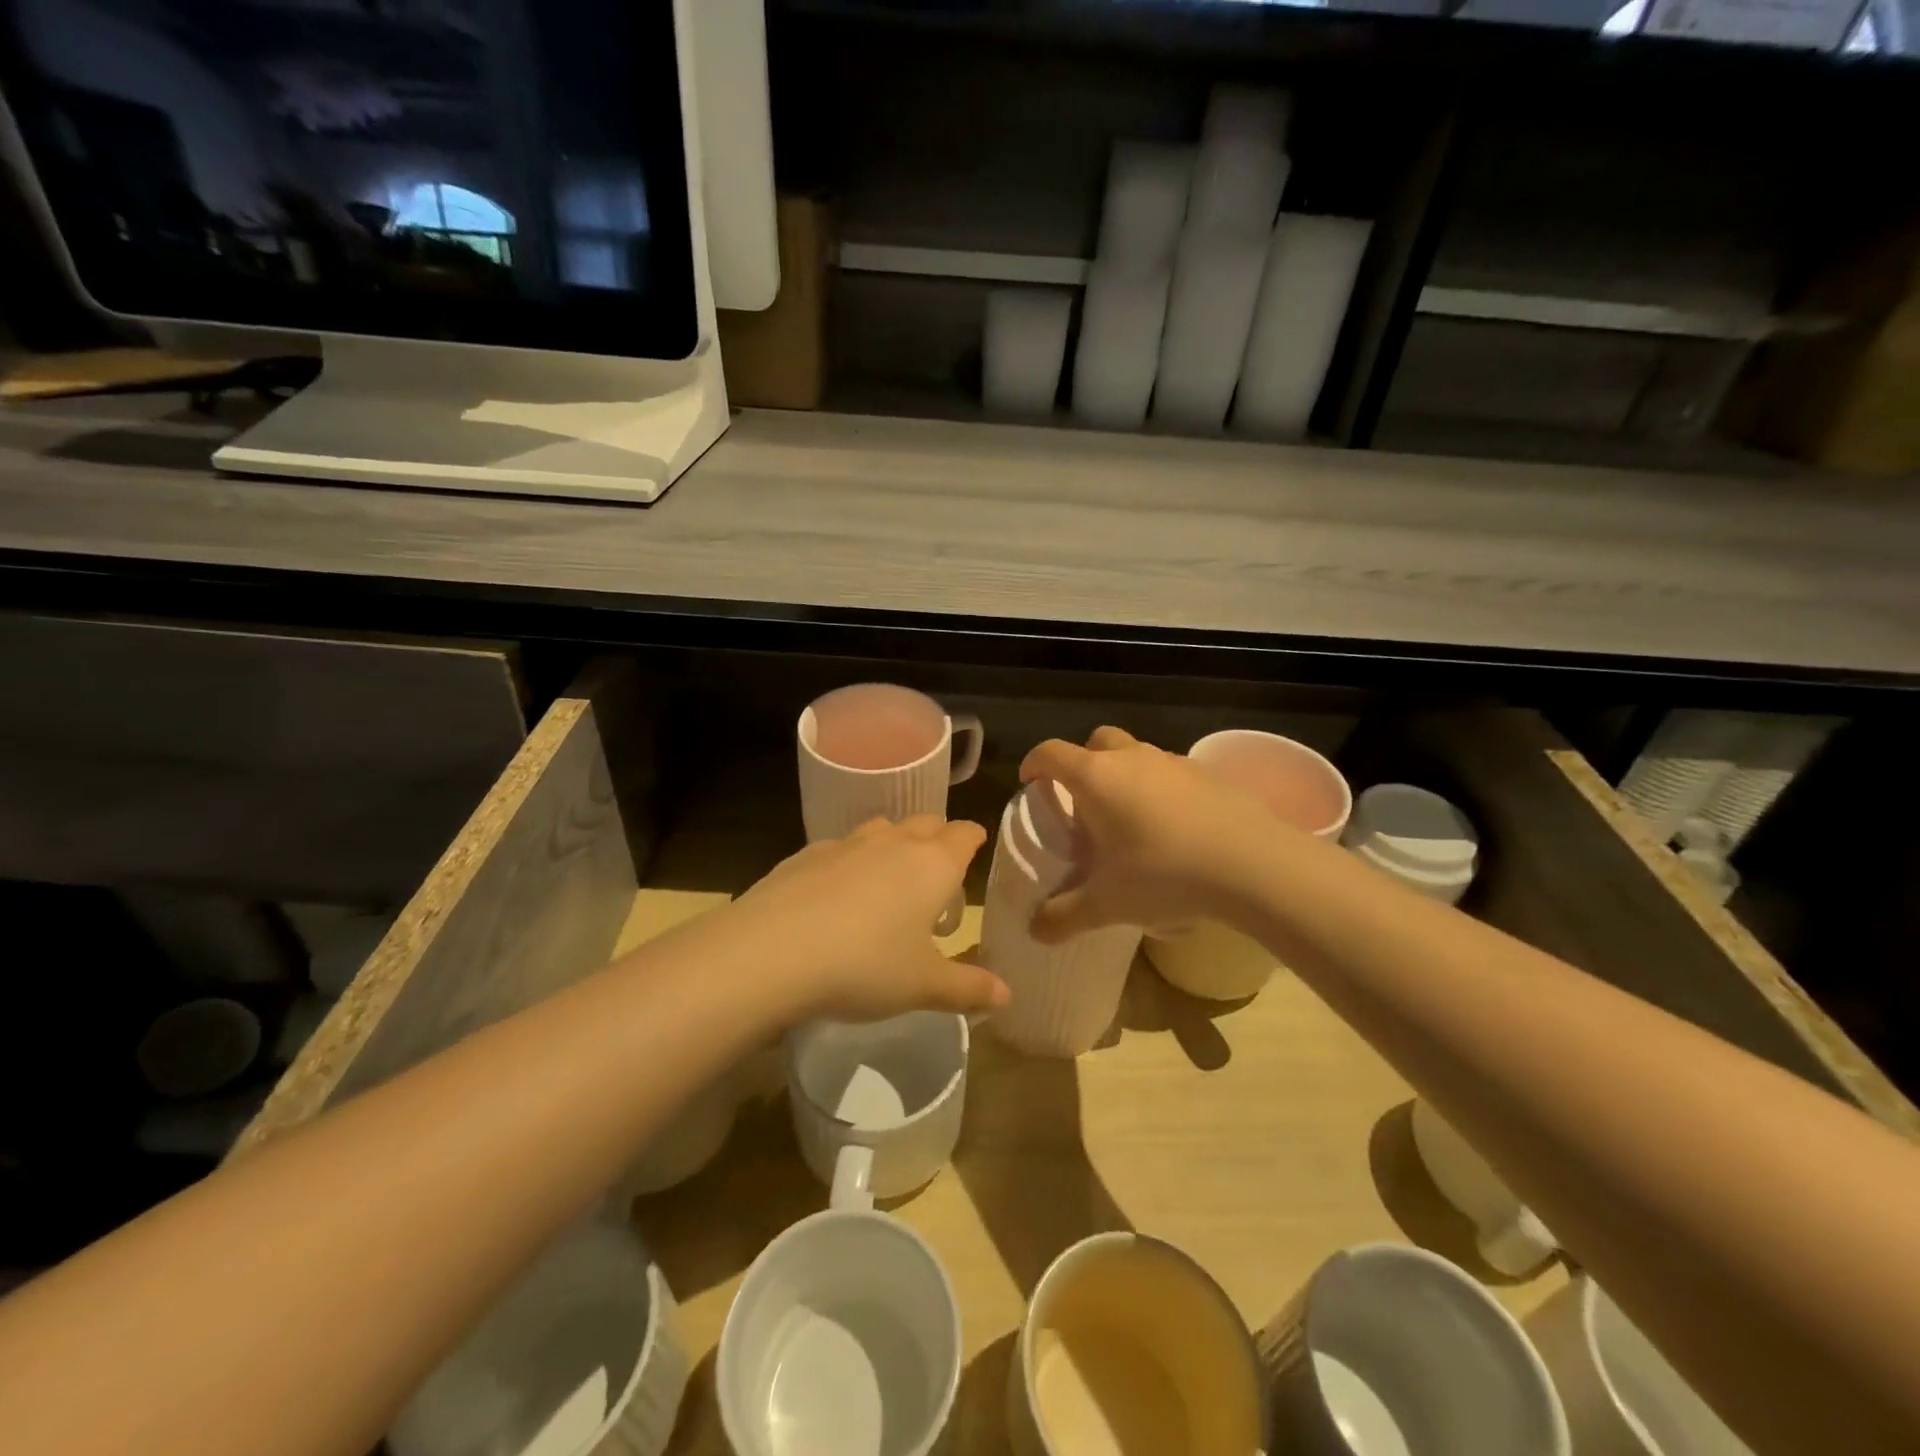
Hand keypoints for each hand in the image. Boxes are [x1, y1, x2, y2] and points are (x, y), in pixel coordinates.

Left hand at [730, 816, 1008, 1022]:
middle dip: (937, 839)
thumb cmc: (864, 966)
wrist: (771, 952)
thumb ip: (968, 988)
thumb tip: (1006, 995)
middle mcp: (893, 842)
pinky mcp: (806, 854)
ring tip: (888, 884)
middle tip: (938, 876)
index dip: (974, 839)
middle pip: (926, 822)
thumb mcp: (922, 986)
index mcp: (932, 864)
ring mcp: (846, 843)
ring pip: (882, 829)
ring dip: (893, 846)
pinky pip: (840, 848)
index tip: (977, 850)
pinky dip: (850, 862)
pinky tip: (836, 895)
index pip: (965, 834)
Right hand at [1019, 726, 1287, 942]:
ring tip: (1128, 819)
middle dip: (1081, 763)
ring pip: (1136, 754)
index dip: (1034, 764)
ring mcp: (1173, 761)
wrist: (1253, 864)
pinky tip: (1172, 828)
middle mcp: (1131, 758)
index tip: (1029, 783)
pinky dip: (1160, 788)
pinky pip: (1170, 772)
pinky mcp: (1208, 774)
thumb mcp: (1106, 904)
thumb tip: (1035, 930)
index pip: (1051, 753)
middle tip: (1082, 802)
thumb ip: (1063, 916)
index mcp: (1096, 778)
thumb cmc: (1165, 874)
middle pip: (1096, 742)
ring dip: (1123, 775)